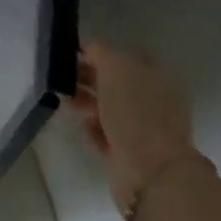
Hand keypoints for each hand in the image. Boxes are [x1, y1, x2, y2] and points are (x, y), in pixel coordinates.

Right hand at [69, 40, 200, 211]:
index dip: (100, 53)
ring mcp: (142, 128)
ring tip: (66, 100)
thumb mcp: (115, 68)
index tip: (75, 55)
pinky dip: (94, 128)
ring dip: (86, 102)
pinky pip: (106, 133)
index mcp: (156, 76)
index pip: (125, 56)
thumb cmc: (134, 111)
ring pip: (108, 107)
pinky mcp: (129, 152)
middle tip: (64, 77)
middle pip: (116, 82)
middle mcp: (152, 100)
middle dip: (89, 77)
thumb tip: (89, 47)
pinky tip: (85, 125)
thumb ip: (100, 52)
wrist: (150, 172)